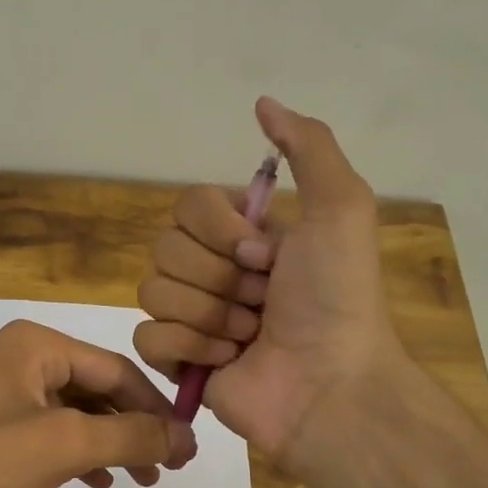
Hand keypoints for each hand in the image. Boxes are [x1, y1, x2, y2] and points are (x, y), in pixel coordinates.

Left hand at [0, 319, 198, 487]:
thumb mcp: (62, 446)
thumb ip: (130, 436)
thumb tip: (187, 436)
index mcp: (36, 345)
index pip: (116, 370)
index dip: (157, 408)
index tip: (188, 448)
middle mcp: (21, 359)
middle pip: (98, 389)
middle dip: (134, 428)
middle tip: (168, 469)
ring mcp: (3, 395)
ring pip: (76, 414)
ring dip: (111, 443)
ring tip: (141, 479)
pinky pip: (50, 433)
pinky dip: (79, 454)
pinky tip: (97, 480)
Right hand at [134, 97, 407, 475]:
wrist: (331, 385)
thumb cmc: (337, 297)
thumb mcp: (341, 208)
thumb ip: (307, 147)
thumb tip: (261, 102)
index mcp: (243, 236)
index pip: (186, 206)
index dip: (220, 231)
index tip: (264, 255)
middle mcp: (213, 270)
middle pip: (164, 248)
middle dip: (219, 277)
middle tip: (262, 300)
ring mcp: (192, 317)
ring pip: (152, 290)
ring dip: (208, 314)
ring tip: (249, 334)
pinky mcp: (177, 362)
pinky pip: (146, 337)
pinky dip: (188, 348)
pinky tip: (226, 361)